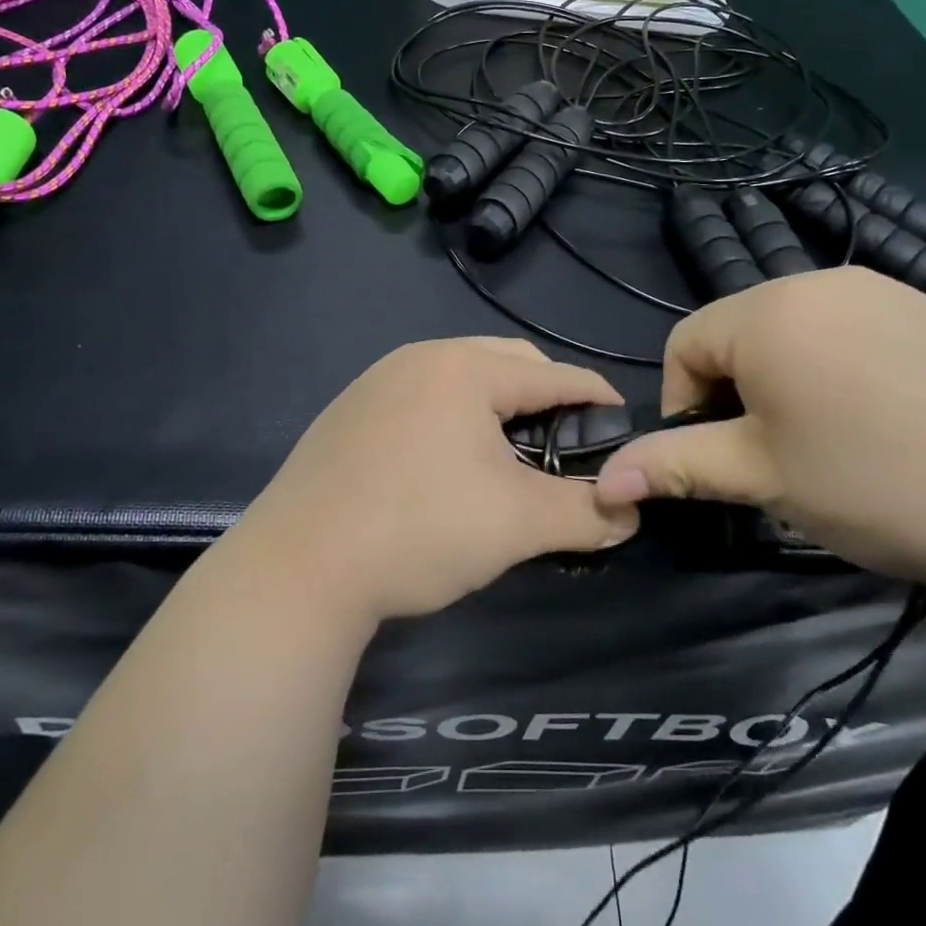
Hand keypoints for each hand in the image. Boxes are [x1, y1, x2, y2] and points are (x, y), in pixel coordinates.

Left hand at [230, 338, 640, 622]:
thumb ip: (584, 514)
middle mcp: (419, 358)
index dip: (598, 398)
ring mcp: (377, 381)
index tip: (625, 426)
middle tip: (567, 445)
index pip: (554, 374)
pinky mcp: (349, 411)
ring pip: (461, 378)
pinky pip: (422, 397)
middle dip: (546, 397)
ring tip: (511, 455)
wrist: (297, 568)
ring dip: (497, 407)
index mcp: (465, 369)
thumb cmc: (419, 529)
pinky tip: (448, 464)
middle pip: (507, 363)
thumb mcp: (516, 524)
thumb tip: (628, 515)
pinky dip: (453, 418)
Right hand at [594, 268, 925, 592]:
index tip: (722, 459)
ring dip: (787, 381)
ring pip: (796, 332)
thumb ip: (676, 465)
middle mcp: (818, 281)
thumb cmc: (878, 483)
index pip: (685, 343)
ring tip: (831, 442)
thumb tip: (605, 480)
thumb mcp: (763, 477)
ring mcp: (881, 290)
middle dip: (738, 392)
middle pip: (740, 332)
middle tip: (777, 457)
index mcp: (767, 311)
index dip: (685, 403)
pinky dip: (841, 370)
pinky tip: (887, 422)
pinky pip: (852, 330)